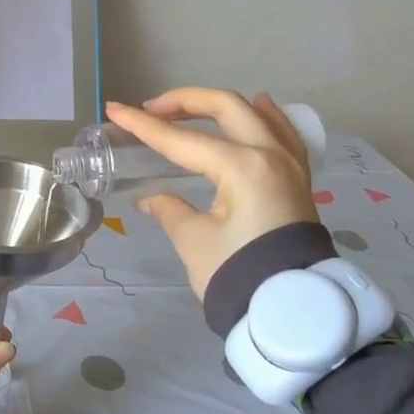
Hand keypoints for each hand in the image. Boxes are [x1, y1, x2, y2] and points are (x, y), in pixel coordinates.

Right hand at [106, 88, 320, 296]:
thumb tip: (151, 199)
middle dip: (183, 102)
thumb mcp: (193, 241)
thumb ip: (169, 209)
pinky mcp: (298, 179)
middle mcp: (270, 154)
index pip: (183, 139)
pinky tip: (258, 105)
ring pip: (254, 114)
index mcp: (242, 167)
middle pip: (224, 108)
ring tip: (189, 106)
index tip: (116, 110)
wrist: (292, 311)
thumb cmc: (238, 274)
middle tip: (151, 110)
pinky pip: (283, 134)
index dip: (144, 126)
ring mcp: (289, 165)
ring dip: (218, 106)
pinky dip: (266, 116)